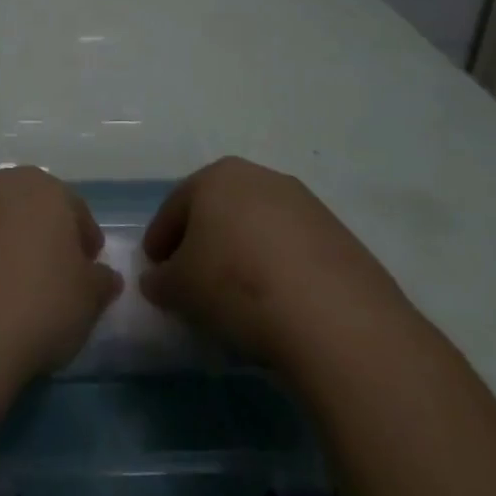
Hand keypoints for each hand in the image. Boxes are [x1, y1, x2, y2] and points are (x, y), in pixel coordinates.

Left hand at [0, 166, 122, 388]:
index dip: (85, 240)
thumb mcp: (89, 300)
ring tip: (16, 287)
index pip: (74, 209)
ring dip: (8, 245)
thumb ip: (100, 281)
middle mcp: (0, 184)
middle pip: (31, 208)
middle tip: (54, 275)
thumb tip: (103, 276)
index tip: (89, 269)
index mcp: (43, 188)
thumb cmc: (39, 306)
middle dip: (45, 235)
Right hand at [141, 157, 414, 377]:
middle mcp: (262, 178)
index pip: (175, 206)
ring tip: (237, 296)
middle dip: (202, 241)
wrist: (335, 318)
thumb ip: (160, 280)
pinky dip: (278, 270)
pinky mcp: (341, 238)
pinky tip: (276, 303)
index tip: (154, 269)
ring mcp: (306, 205)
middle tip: (191, 278)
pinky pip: (294, 250)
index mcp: (217, 177)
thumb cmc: (236, 285)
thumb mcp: (179, 288)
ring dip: (242, 254)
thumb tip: (158, 280)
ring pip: (258, 228)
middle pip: (219, 210)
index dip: (159, 239)